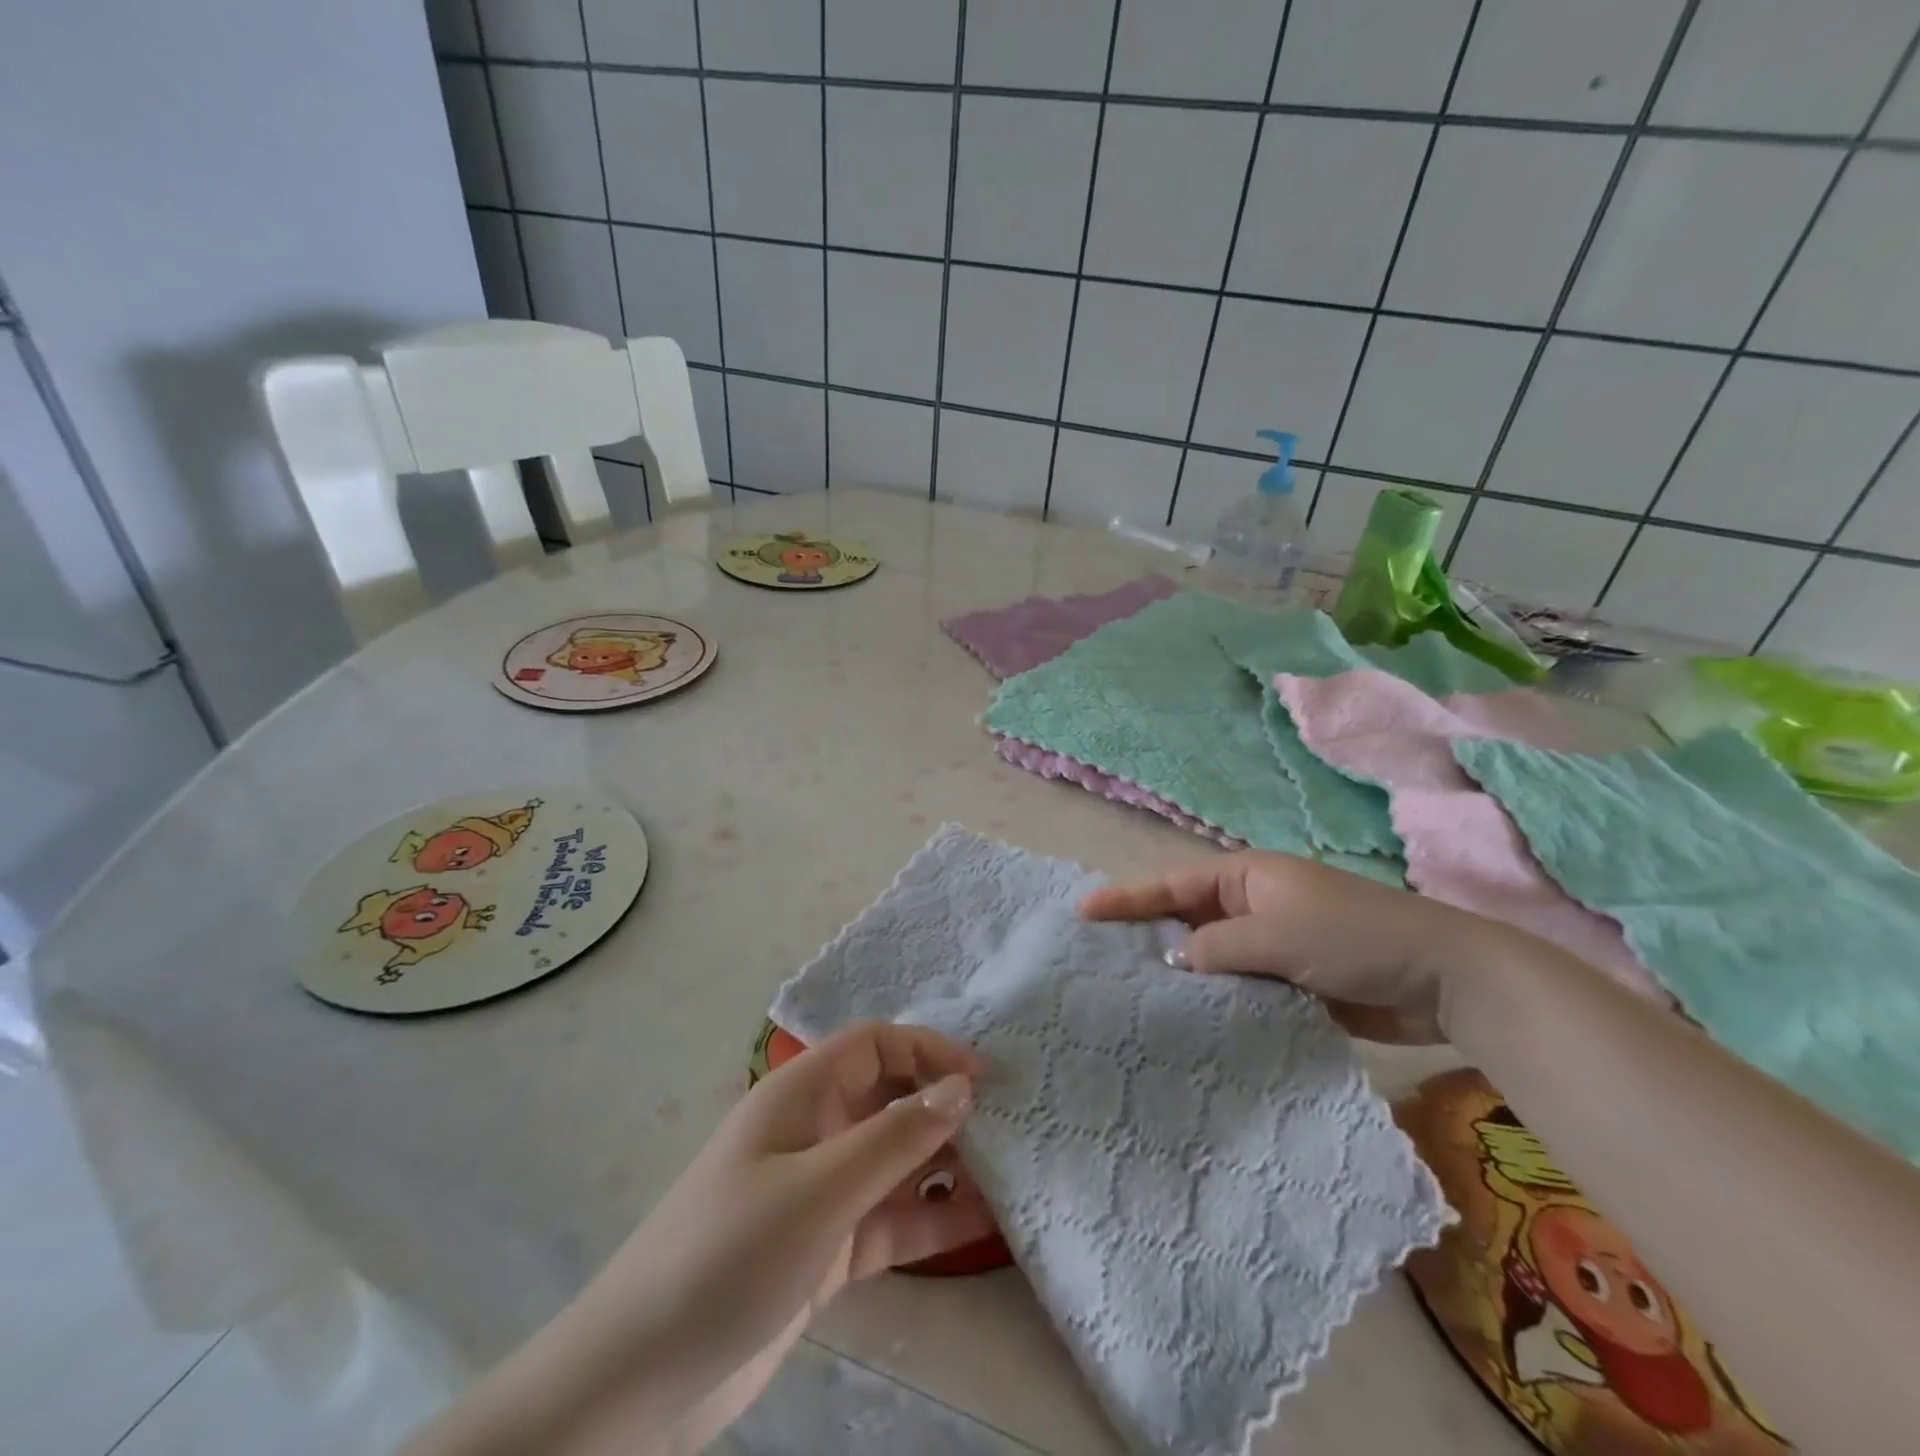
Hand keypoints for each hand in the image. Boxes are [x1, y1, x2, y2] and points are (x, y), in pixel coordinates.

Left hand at [401, 1022, 987, 1455]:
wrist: (639, 1382)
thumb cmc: (729, 1255)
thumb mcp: (820, 1189)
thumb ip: (895, 1138)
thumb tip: (961, 1088)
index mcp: (802, 1094)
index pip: (875, 1044)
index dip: (928, 1050)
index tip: (982, 1079)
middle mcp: (815, 1132)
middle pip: (891, 1099)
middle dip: (944, 1108)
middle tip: (1008, 1130)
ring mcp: (821, 1192)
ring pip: (897, 1162)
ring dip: (946, 1166)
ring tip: (1009, 1178)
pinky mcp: (826, 1248)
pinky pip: (890, 1219)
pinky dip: (930, 1219)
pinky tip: (981, 1227)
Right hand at [1080, 851, 1512, 1043]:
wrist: (1442, 979)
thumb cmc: (1353, 938)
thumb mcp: (1277, 935)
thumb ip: (1216, 948)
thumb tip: (1171, 962)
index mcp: (1246, 877)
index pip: (1172, 884)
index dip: (1127, 897)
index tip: (1084, 912)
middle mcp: (1251, 905)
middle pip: (1184, 919)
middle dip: (1145, 936)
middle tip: (1097, 960)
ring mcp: (1269, 944)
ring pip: (1208, 957)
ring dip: (1179, 975)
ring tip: (1129, 997)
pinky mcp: (1287, 981)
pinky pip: (1236, 987)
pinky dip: (1212, 1000)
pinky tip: (1185, 1023)